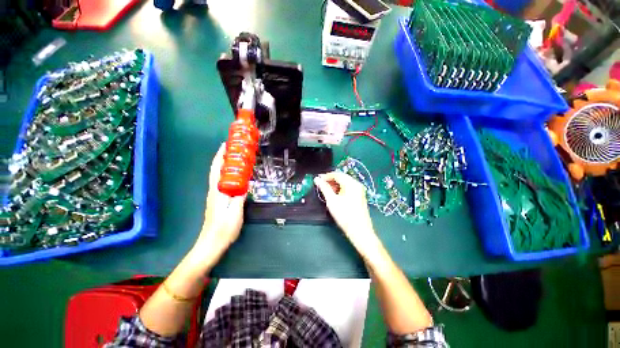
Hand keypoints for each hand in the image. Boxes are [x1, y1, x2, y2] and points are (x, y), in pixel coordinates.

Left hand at [192, 143, 245, 266]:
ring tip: (237, 160)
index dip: (220, 156)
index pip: (216, 169)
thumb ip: (240, 196)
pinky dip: (229, 175)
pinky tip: (237, 177)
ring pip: (220, 176)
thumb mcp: (235, 211)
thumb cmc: (223, 228)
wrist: (211, 244)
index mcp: (217, 191)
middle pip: (217, 170)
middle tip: (235, 150)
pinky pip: (223, 183)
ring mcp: (215, 196)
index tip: (226, 144)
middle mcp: (214, 191)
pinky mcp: (218, 201)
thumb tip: (246, 184)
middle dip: (223, 158)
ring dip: (226, 166)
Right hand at [314, 172, 380, 257]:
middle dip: (330, 180)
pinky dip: (340, 189)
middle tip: (320, 185)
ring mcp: (359, 190)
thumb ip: (324, 188)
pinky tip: (334, 195)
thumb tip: (317, 179)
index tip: (317, 179)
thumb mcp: (332, 201)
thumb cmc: (345, 215)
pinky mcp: (359, 196)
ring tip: (326, 190)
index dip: (326, 176)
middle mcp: (357, 184)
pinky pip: (348, 188)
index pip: (337, 174)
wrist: (360, 232)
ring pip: (345, 183)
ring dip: (335, 185)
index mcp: (351, 183)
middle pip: (342, 177)